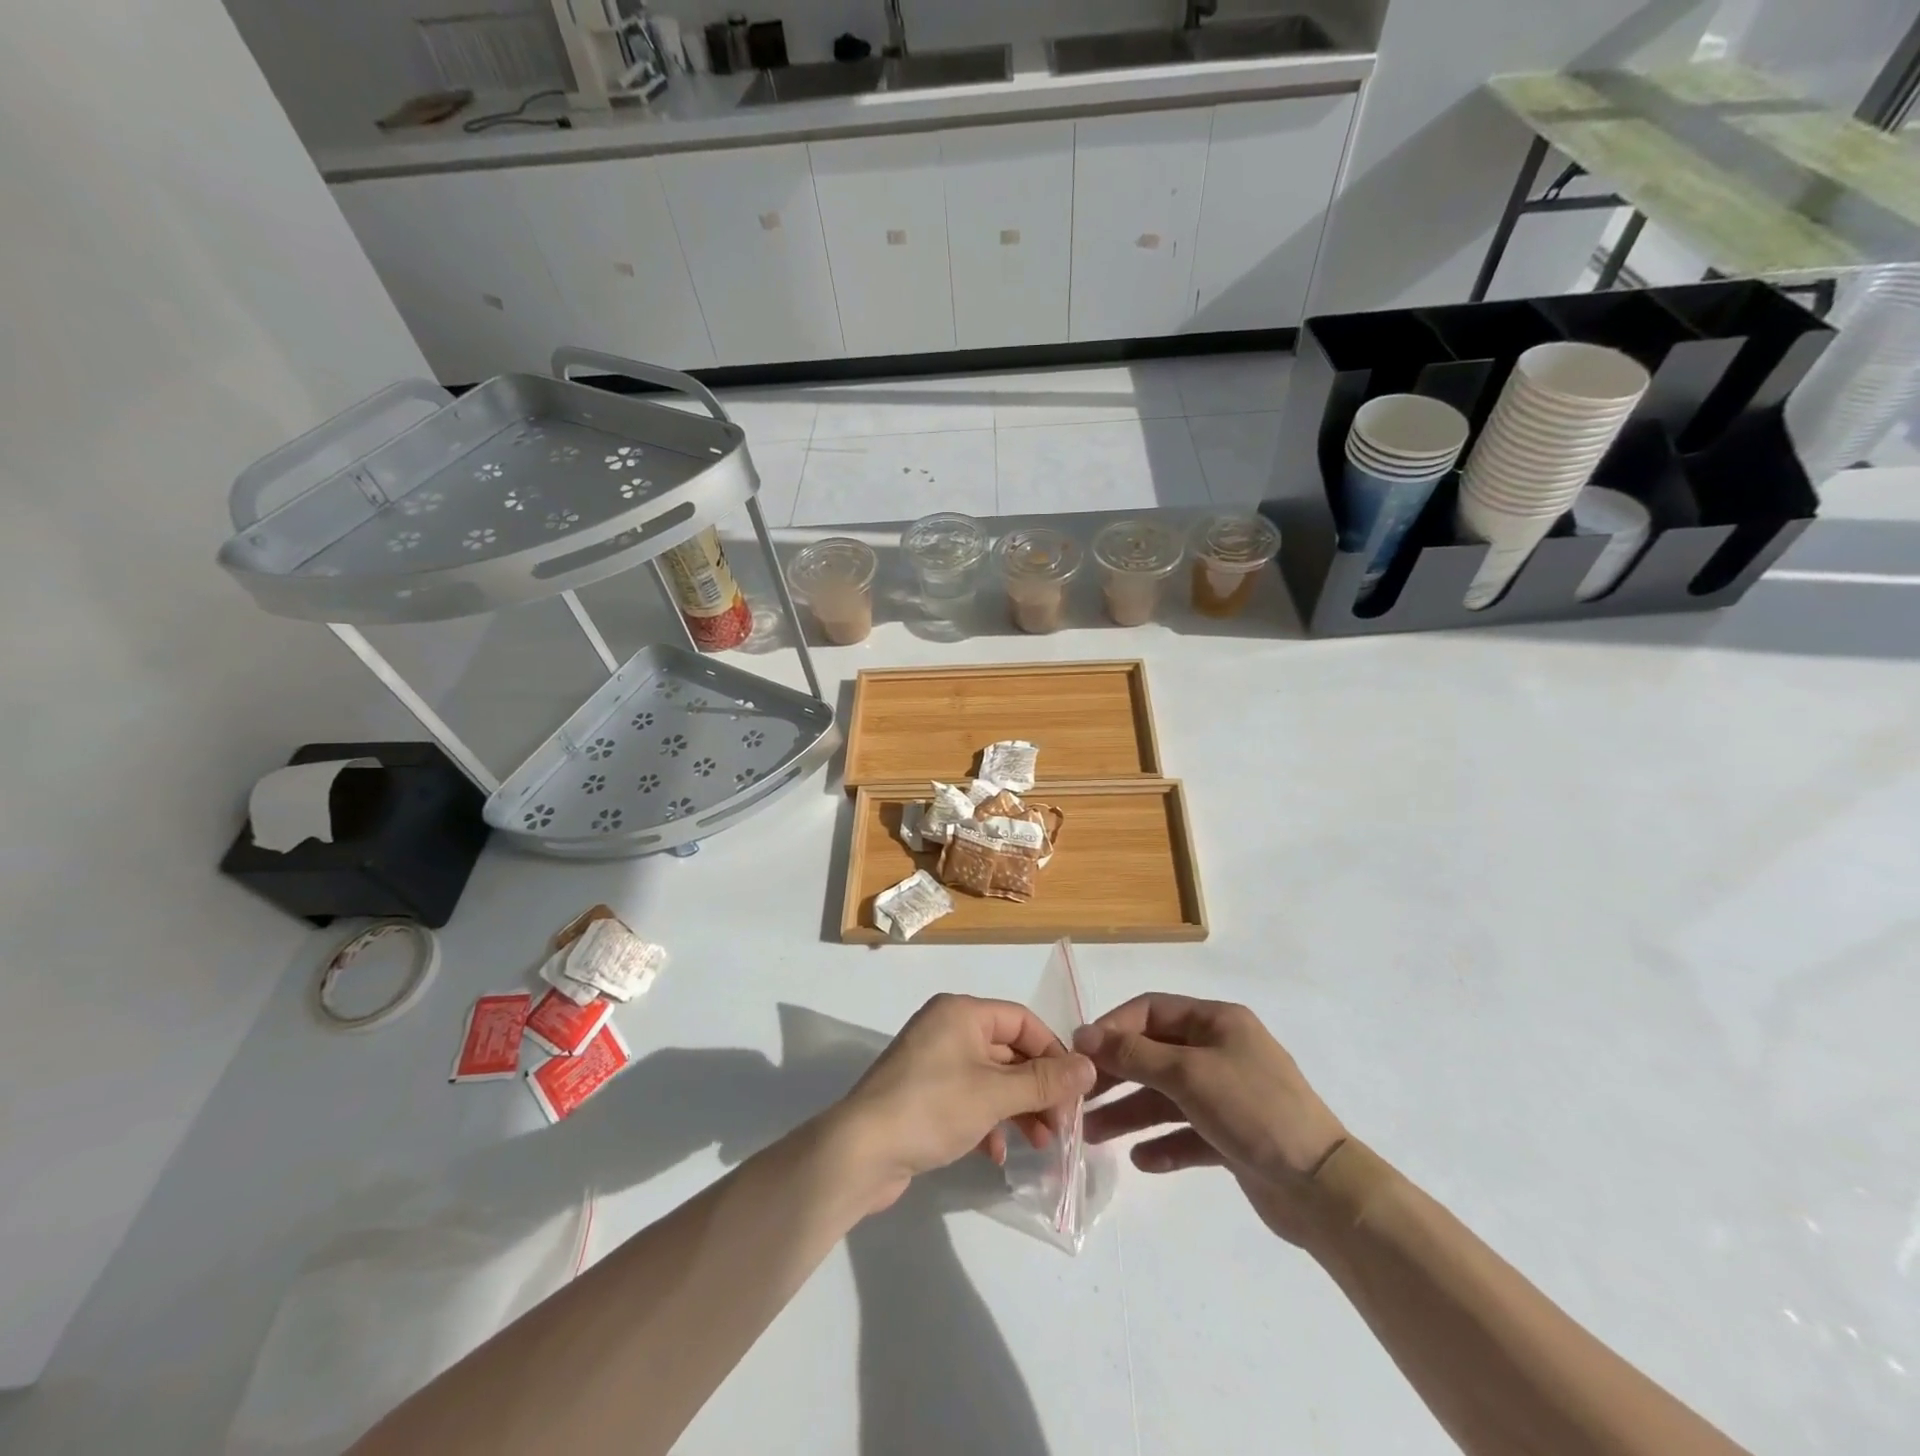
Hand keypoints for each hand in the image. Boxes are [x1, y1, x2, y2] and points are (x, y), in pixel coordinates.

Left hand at [830, 994, 1095, 1216]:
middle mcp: (947, 1029)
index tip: (1076, 1090)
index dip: (1053, 1052)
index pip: (1021, 1020)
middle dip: (1038, 1088)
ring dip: (1018, 1109)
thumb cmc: (931, 1108)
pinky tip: (997, 1153)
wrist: (860, 1152)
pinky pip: (968, 1099)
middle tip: (1063, 1125)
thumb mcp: (995, 1094)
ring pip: (991, 1079)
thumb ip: (1044, 1081)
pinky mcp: (923, 1095)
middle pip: (1008, 1051)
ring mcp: (933, 1063)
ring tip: (1042, 1143)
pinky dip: (988, 1121)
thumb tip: (1089, 1066)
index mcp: (961, 1013)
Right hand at [1075, 995, 1346, 1244]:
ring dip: (1131, 1113)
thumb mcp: (1188, 1074)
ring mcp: (1228, 1095)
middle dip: (1117, 1076)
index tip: (1080, 1054)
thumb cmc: (1252, 1110)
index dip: (1113, 1028)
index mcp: (1216, 1022)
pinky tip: (1141, 1159)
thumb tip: (1085, 1035)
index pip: (1150, 1011)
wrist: (1322, 1189)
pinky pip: (1187, 1132)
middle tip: (1081, 1099)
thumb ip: (1134, 1054)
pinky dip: (1163, 1143)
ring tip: (1094, 1136)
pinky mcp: (1233, 1136)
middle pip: (1155, 1055)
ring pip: (1167, 1097)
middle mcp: (1220, 1051)